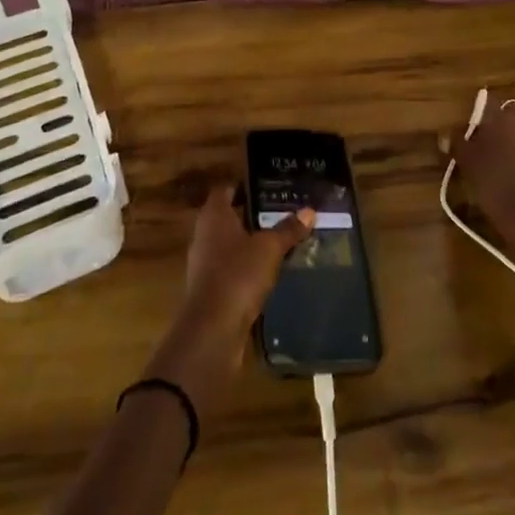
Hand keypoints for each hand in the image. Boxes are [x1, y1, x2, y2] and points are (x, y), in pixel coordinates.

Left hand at [143, 185, 312, 413]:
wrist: (212, 329)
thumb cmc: (238, 274)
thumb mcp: (269, 248)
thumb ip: (288, 229)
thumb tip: (309, 210)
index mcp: (214, 215)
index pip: (225, 189)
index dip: (243, 185)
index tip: (266, 185)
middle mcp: (204, 234)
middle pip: (228, 216)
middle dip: (252, 214)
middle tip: (281, 211)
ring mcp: (204, 263)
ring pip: (230, 243)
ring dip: (250, 242)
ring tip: (281, 240)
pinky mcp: (210, 289)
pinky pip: (231, 268)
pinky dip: (247, 266)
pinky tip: (270, 271)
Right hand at [448, 100, 514, 258]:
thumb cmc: (497, 188)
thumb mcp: (470, 166)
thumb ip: (458, 145)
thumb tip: (446, 134)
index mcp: (504, 118)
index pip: (487, 103)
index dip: (476, 115)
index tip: (468, 130)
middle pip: (508, 114)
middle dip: (497, 125)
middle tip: (484, 145)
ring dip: (514, 137)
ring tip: (502, 159)